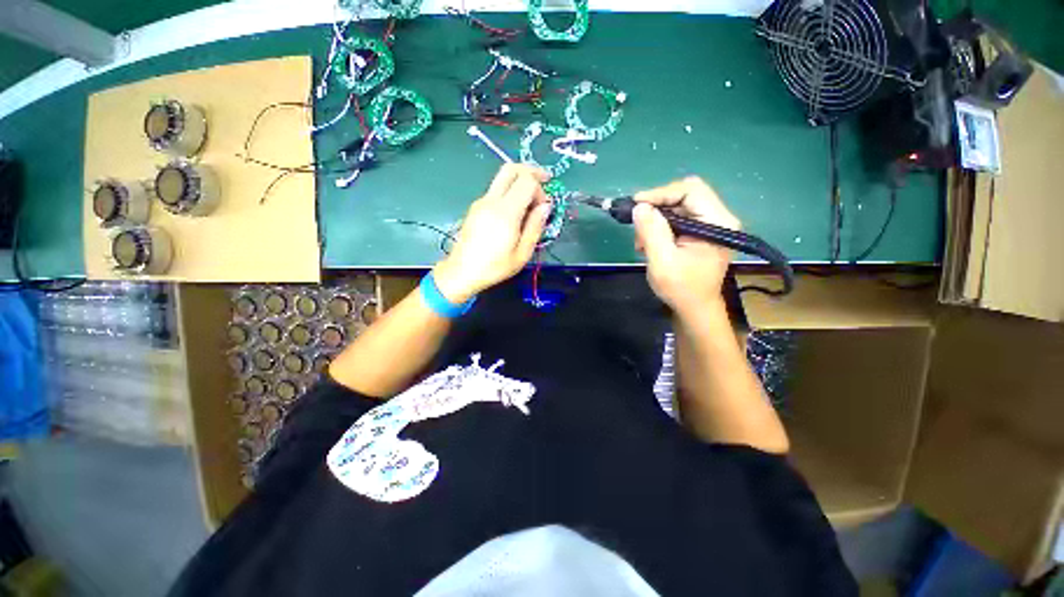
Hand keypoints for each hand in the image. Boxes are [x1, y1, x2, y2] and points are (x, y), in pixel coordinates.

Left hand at [432, 165, 552, 302]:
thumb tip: (546, 206)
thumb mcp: (522, 253)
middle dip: (530, 171)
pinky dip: (509, 192)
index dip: (540, 189)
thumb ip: (535, 226)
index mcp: (505, 212)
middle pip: (510, 169)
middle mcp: (491, 201)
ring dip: (519, 182)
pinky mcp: (475, 207)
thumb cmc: (494, 267)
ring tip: (531, 202)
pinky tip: (515, 212)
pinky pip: (495, 190)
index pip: (526, 181)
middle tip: (544, 180)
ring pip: (502, 178)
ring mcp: (480, 202)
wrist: (461, 272)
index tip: (544, 207)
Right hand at [633, 177, 740, 314]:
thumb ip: (652, 232)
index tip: (636, 204)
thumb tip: (640, 207)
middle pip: (685, 196)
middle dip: (657, 208)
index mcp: (717, 222)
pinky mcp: (701, 233)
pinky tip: (649, 243)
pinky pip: (678, 219)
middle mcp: (718, 218)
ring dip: (656, 220)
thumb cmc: (681, 288)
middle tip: (638, 225)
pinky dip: (660, 227)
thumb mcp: (662, 261)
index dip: (661, 193)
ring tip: (641, 241)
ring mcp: (710, 226)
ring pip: (679, 207)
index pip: (691, 190)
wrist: (695, 309)